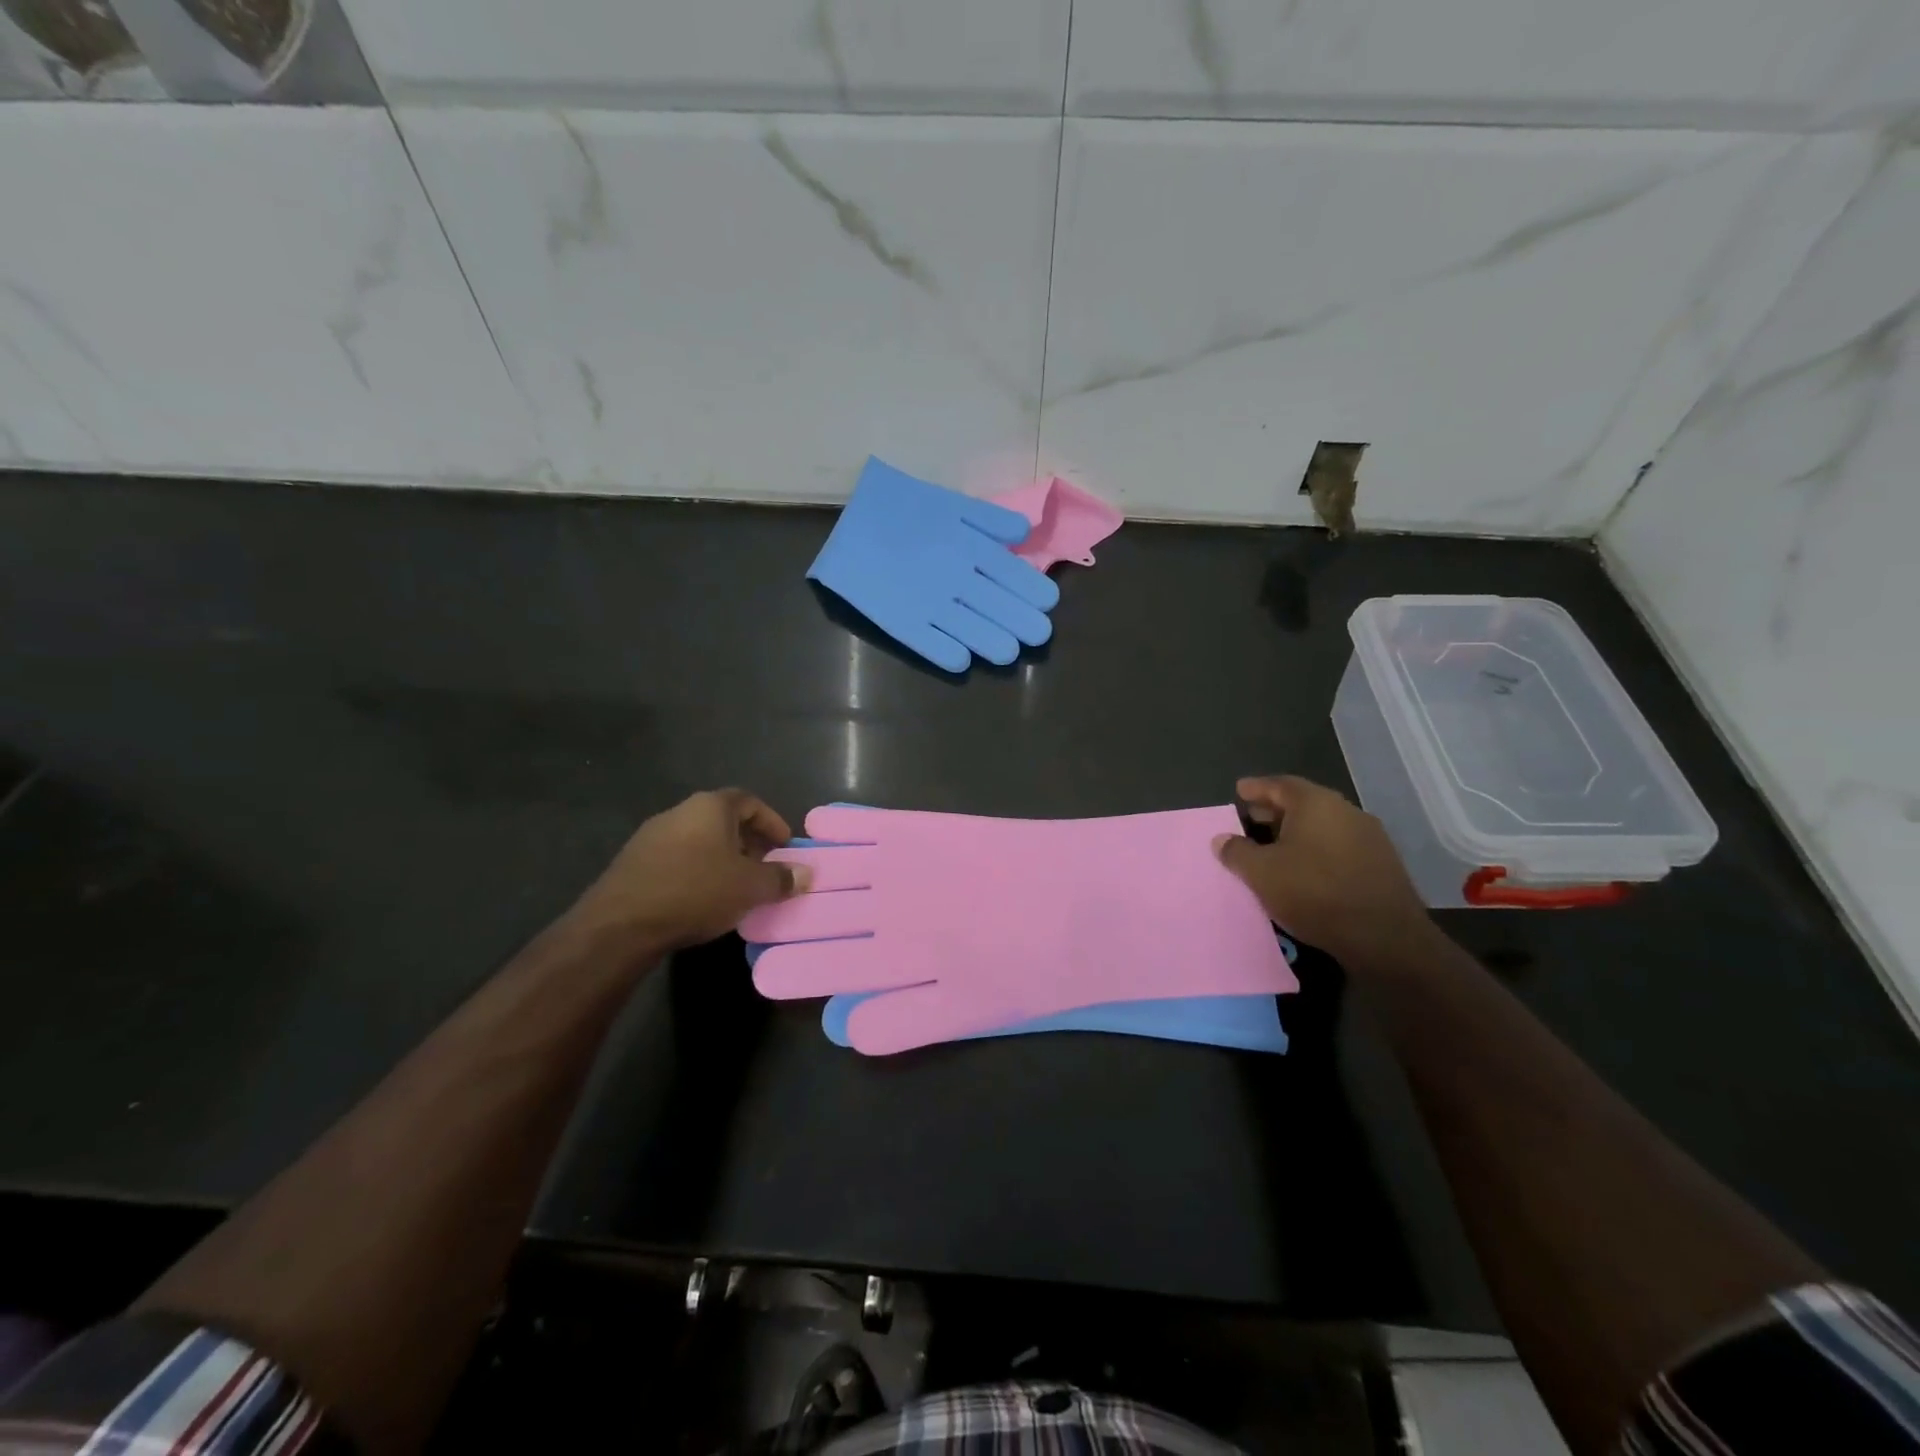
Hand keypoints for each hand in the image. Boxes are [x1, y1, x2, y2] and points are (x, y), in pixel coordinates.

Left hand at [567, 789, 810, 952]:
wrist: (620, 924)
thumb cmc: (696, 892)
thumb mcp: (750, 887)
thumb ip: (781, 878)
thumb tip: (806, 873)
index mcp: (710, 807)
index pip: (750, 801)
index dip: (772, 821)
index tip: (785, 844)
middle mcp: (680, 812)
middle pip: (723, 819)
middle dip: (748, 841)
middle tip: (765, 866)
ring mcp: (652, 836)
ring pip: (699, 839)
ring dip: (722, 857)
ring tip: (737, 885)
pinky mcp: (633, 862)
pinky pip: (677, 858)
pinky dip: (697, 870)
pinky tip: (703, 897)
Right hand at [1213, 775, 1430, 963]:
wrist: (1385, 937)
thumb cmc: (1314, 893)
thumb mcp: (1261, 873)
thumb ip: (1237, 852)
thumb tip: (1222, 839)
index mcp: (1316, 803)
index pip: (1279, 785)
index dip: (1256, 787)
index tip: (1239, 790)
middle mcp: (1345, 811)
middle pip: (1304, 803)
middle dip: (1275, 810)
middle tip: (1252, 818)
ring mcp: (1369, 837)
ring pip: (1323, 825)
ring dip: (1297, 831)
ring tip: (1274, 846)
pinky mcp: (1382, 864)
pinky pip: (1339, 845)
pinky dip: (1317, 848)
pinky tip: (1305, 868)